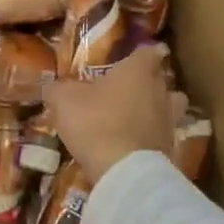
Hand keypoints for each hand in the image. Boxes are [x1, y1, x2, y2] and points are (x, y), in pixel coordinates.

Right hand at [43, 44, 186, 186]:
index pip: (148, 52)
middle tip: (127, 87)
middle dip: (148, 80)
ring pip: (170, 106)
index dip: (140, 53)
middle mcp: (160, 91)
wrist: (125, 171)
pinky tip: (135, 143)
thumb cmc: (95, 123)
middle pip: (161, 79)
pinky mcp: (171, 147)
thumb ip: (58, 89)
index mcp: (138, 71)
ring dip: (157, 108)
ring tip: (137, 115)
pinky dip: (152, 135)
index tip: (133, 57)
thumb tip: (52, 86)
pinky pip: (163, 134)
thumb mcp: (64, 101)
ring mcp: (170, 120)